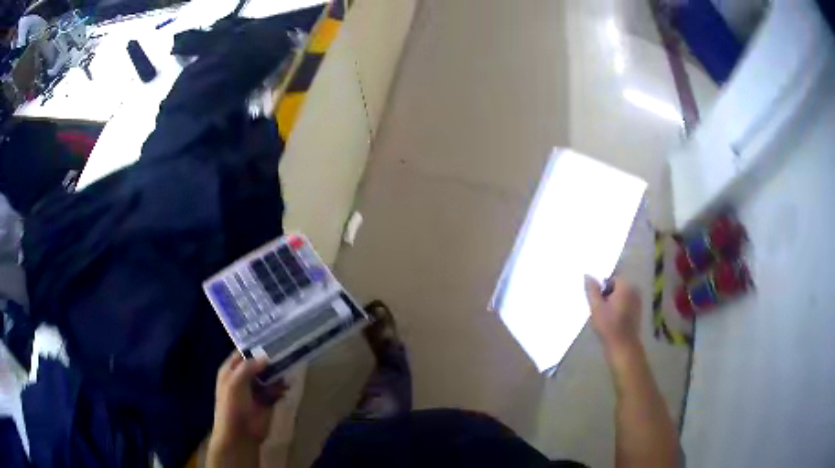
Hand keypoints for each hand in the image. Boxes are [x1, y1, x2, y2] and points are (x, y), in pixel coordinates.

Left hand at [210, 352, 287, 451]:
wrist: (240, 434)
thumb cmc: (232, 406)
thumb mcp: (235, 383)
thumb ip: (249, 367)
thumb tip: (266, 357)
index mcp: (231, 370)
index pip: (243, 352)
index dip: (254, 345)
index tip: (270, 336)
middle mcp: (243, 377)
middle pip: (258, 363)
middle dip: (269, 357)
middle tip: (285, 347)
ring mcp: (256, 389)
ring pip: (269, 375)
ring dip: (278, 372)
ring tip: (291, 363)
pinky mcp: (267, 401)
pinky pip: (276, 390)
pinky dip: (282, 387)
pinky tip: (287, 385)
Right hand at [585, 276, 641, 355]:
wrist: (623, 345)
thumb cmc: (609, 326)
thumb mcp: (596, 307)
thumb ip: (592, 290)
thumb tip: (588, 275)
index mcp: (625, 286)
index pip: (611, 279)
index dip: (602, 289)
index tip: (597, 301)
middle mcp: (634, 289)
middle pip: (618, 286)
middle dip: (608, 294)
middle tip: (600, 309)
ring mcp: (638, 300)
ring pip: (622, 295)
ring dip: (614, 302)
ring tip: (607, 316)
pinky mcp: (638, 310)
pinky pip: (627, 303)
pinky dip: (620, 307)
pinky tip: (614, 320)